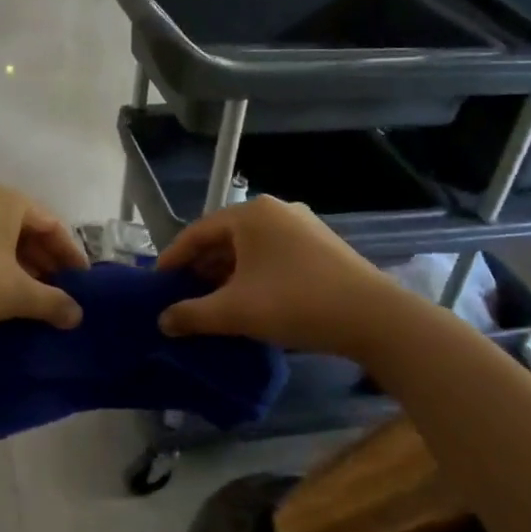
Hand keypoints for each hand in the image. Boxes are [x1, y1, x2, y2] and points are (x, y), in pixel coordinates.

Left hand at [0, 182, 87, 334]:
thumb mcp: (15, 294)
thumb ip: (52, 302)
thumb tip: (77, 315)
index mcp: (6, 199)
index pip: (53, 224)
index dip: (71, 256)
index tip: (83, 284)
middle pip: (26, 229)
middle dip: (45, 263)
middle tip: (60, 294)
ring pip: (1, 238)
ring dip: (21, 267)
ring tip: (33, 299)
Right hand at [157, 196, 401, 356]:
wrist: (373, 318)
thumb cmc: (295, 303)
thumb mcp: (235, 312)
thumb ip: (192, 315)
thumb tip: (163, 321)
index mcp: (249, 215)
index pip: (197, 232)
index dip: (173, 259)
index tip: (157, 284)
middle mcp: (274, 210)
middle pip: (223, 238)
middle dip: (200, 268)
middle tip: (182, 296)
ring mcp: (302, 225)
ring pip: (249, 248)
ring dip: (226, 273)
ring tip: (212, 302)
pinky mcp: (320, 245)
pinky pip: (272, 254)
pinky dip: (253, 274)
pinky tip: (249, 300)